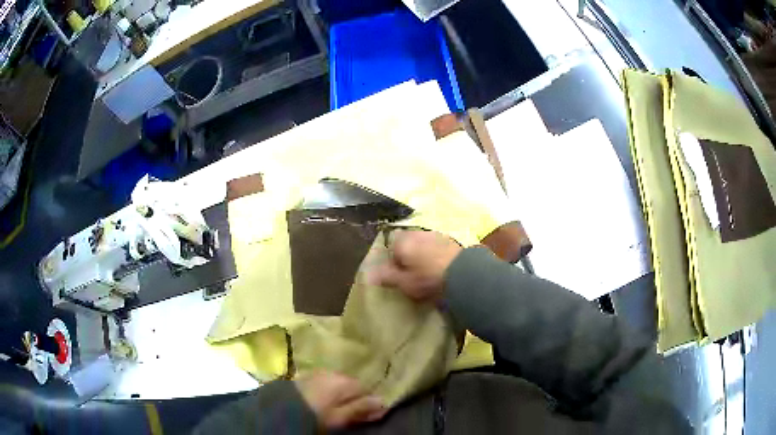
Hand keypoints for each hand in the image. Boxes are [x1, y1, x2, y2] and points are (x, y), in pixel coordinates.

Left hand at [295, 371, 385, 428]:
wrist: (281, 407)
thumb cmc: (316, 414)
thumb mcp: (341, 416)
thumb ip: (362, 408)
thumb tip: (384, 402)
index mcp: (345, 381)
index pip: (367, 388)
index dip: (369, 402)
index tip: (368, 414)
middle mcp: (334, 372)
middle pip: (352, 384)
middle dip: (355, 396)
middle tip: (353, 411)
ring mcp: (318, 373)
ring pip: (338, 382)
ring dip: (341, 393)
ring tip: (338, 406)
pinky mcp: (306, 376)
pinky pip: (325, 382)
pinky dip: (328, 390)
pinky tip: (323, 399)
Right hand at [370, 230, 462, 301]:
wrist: (463, 272)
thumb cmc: (428, 279)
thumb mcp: (404, 283)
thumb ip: (386, 277)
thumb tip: (367, 274)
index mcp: (402, 242)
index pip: (391, 248)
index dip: (394, 263)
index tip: (401, 276)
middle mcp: (416, 233)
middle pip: (406, 244)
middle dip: (408, 257)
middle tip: (413, 274)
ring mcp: (434, 234)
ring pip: (421, 244)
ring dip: (422, 255)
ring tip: (428, 272)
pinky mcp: (449, 239)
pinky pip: (436, 246)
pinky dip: (435, 254)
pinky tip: (441, 267)